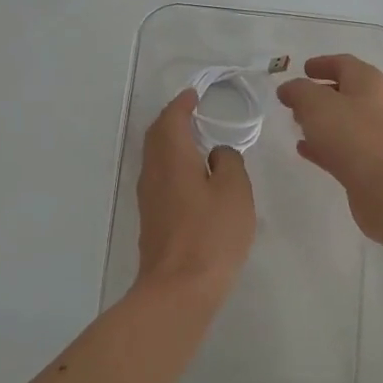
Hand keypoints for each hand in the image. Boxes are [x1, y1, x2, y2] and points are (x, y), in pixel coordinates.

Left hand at [135, 89, 256, 305]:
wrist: (179, 288)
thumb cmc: (211, 234)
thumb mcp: (234, 191)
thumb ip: (229, 162)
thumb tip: (216, 155)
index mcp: (172, 158)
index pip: (172, 119)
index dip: (182, 104)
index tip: (194, 94)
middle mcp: (153, 172)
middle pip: (157, 136)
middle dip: (172, 120)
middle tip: (192, 112)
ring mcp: (148, 197)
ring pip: (155, 158)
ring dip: (171, 143)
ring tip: (195, 140)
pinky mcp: (152, 218)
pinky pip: (159, 177)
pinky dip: (172, 164)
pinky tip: (191, 176)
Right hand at [276, 54, 382, 244]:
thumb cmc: (352, 134)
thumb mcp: (316, 104)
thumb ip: (298, 91)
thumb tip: (288, 88)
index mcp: (366, 82)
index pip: (343, 64)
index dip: (322, 63)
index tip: (303, 68)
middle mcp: (373, 105)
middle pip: (344, 93)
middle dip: (318, 94)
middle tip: (294, 99)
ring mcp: (372, 136)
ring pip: (341, 122)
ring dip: (319, 121)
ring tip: (295, 123)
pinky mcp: (367, 164)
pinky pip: (340, 149)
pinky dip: (322, 146)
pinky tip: (303, 150)